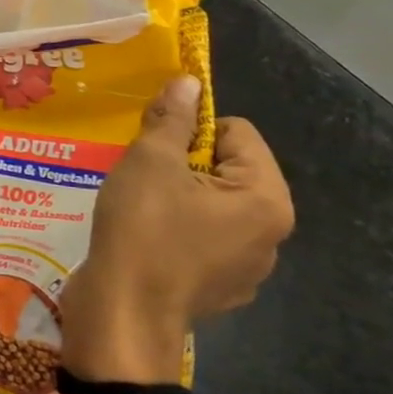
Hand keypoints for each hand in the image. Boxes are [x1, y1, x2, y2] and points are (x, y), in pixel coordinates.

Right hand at [62, 75, 293, 382]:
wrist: (122, 313)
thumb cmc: (143, 229)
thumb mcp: (149, 162)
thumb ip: (173, 119)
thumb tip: (190, 81)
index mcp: (265, 199)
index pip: (237, 132)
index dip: (192, 129)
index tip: (153, 145)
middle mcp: (270, 234)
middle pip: (227, 169)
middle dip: (183, 163)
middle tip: (140, 173)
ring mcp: (247, 268)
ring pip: (212, 205)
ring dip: (177, 196)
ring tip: (137, 205)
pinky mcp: (218, 289)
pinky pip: (202, 239)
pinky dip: (175, 230)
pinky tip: (143, 238)